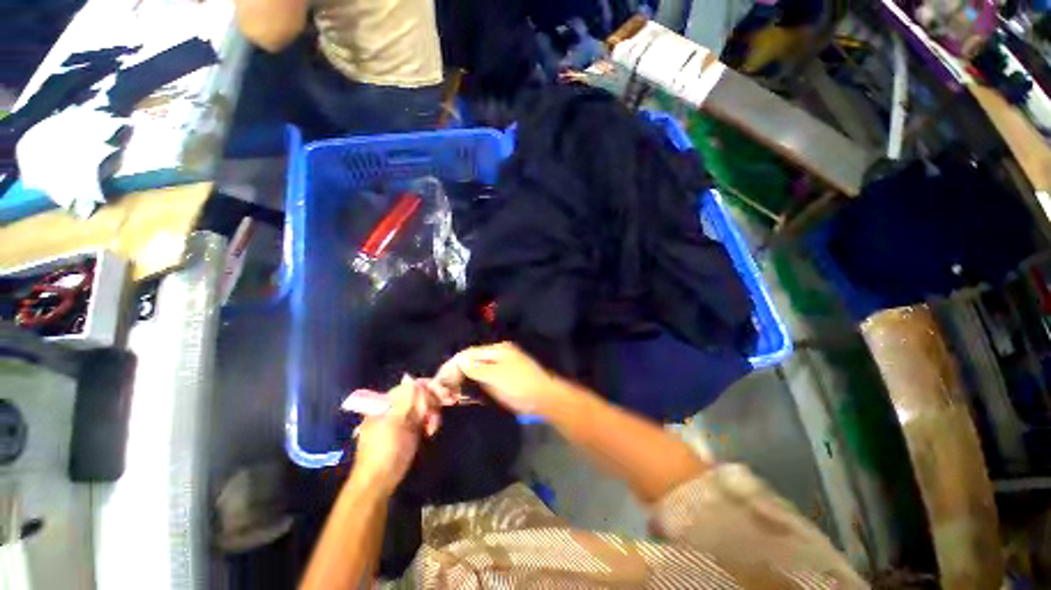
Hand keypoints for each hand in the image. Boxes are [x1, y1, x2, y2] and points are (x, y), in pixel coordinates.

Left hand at [351, 377, 438, 492]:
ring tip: (433, 427)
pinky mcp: (410, 429)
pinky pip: (424, 418)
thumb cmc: (384, 451)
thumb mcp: (394, 423)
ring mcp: (403, 419)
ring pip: (424, 406)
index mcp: (386, 404)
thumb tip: (412, 378)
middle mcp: (395, 408)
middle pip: (419, 395)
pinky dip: (430, 421)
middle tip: (445, 406)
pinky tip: (431, 430)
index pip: (410, 386)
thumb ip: (405, 400)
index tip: (444, 392)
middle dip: (432, 400)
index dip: (428, 387)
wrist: (379, 482)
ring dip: (433, 413)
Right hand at [432, 342, 566, 414]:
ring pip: (477, 371)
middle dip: (458, 372)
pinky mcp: (504, 380)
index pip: (470, 353)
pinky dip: (474, 386)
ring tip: (451, 392)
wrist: (543, 399)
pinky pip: (484, 380)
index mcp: (498, 350)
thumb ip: (475, 368)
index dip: (454, 364)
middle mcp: (499, 355)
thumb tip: (458, 362)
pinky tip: (465, 395)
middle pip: (473, 361)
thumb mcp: (495, 375)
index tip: (440, 377)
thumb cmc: (519, 384)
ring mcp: (502, 368)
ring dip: (464, 380)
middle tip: (444, 387)